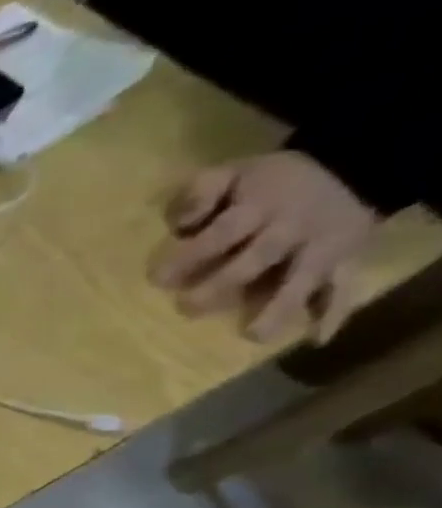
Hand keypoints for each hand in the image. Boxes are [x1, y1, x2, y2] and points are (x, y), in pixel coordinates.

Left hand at [151, 152, 379, 343]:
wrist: (350, 167)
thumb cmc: (267, 182)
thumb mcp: (231, 174)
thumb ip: (200, 193)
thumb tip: (183, 223)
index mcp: (260, 207)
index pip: (223, 232)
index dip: (191, 254)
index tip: (157, 279)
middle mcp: (293, 228)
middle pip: (259, 257)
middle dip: (223, 284)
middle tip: (187, 308)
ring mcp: (324, 246)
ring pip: (304, 277)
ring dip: (280, 307)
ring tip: (254, 336)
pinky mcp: (347, 259)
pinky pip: (346, 285)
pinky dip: (335, 311)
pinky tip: (316, 339)